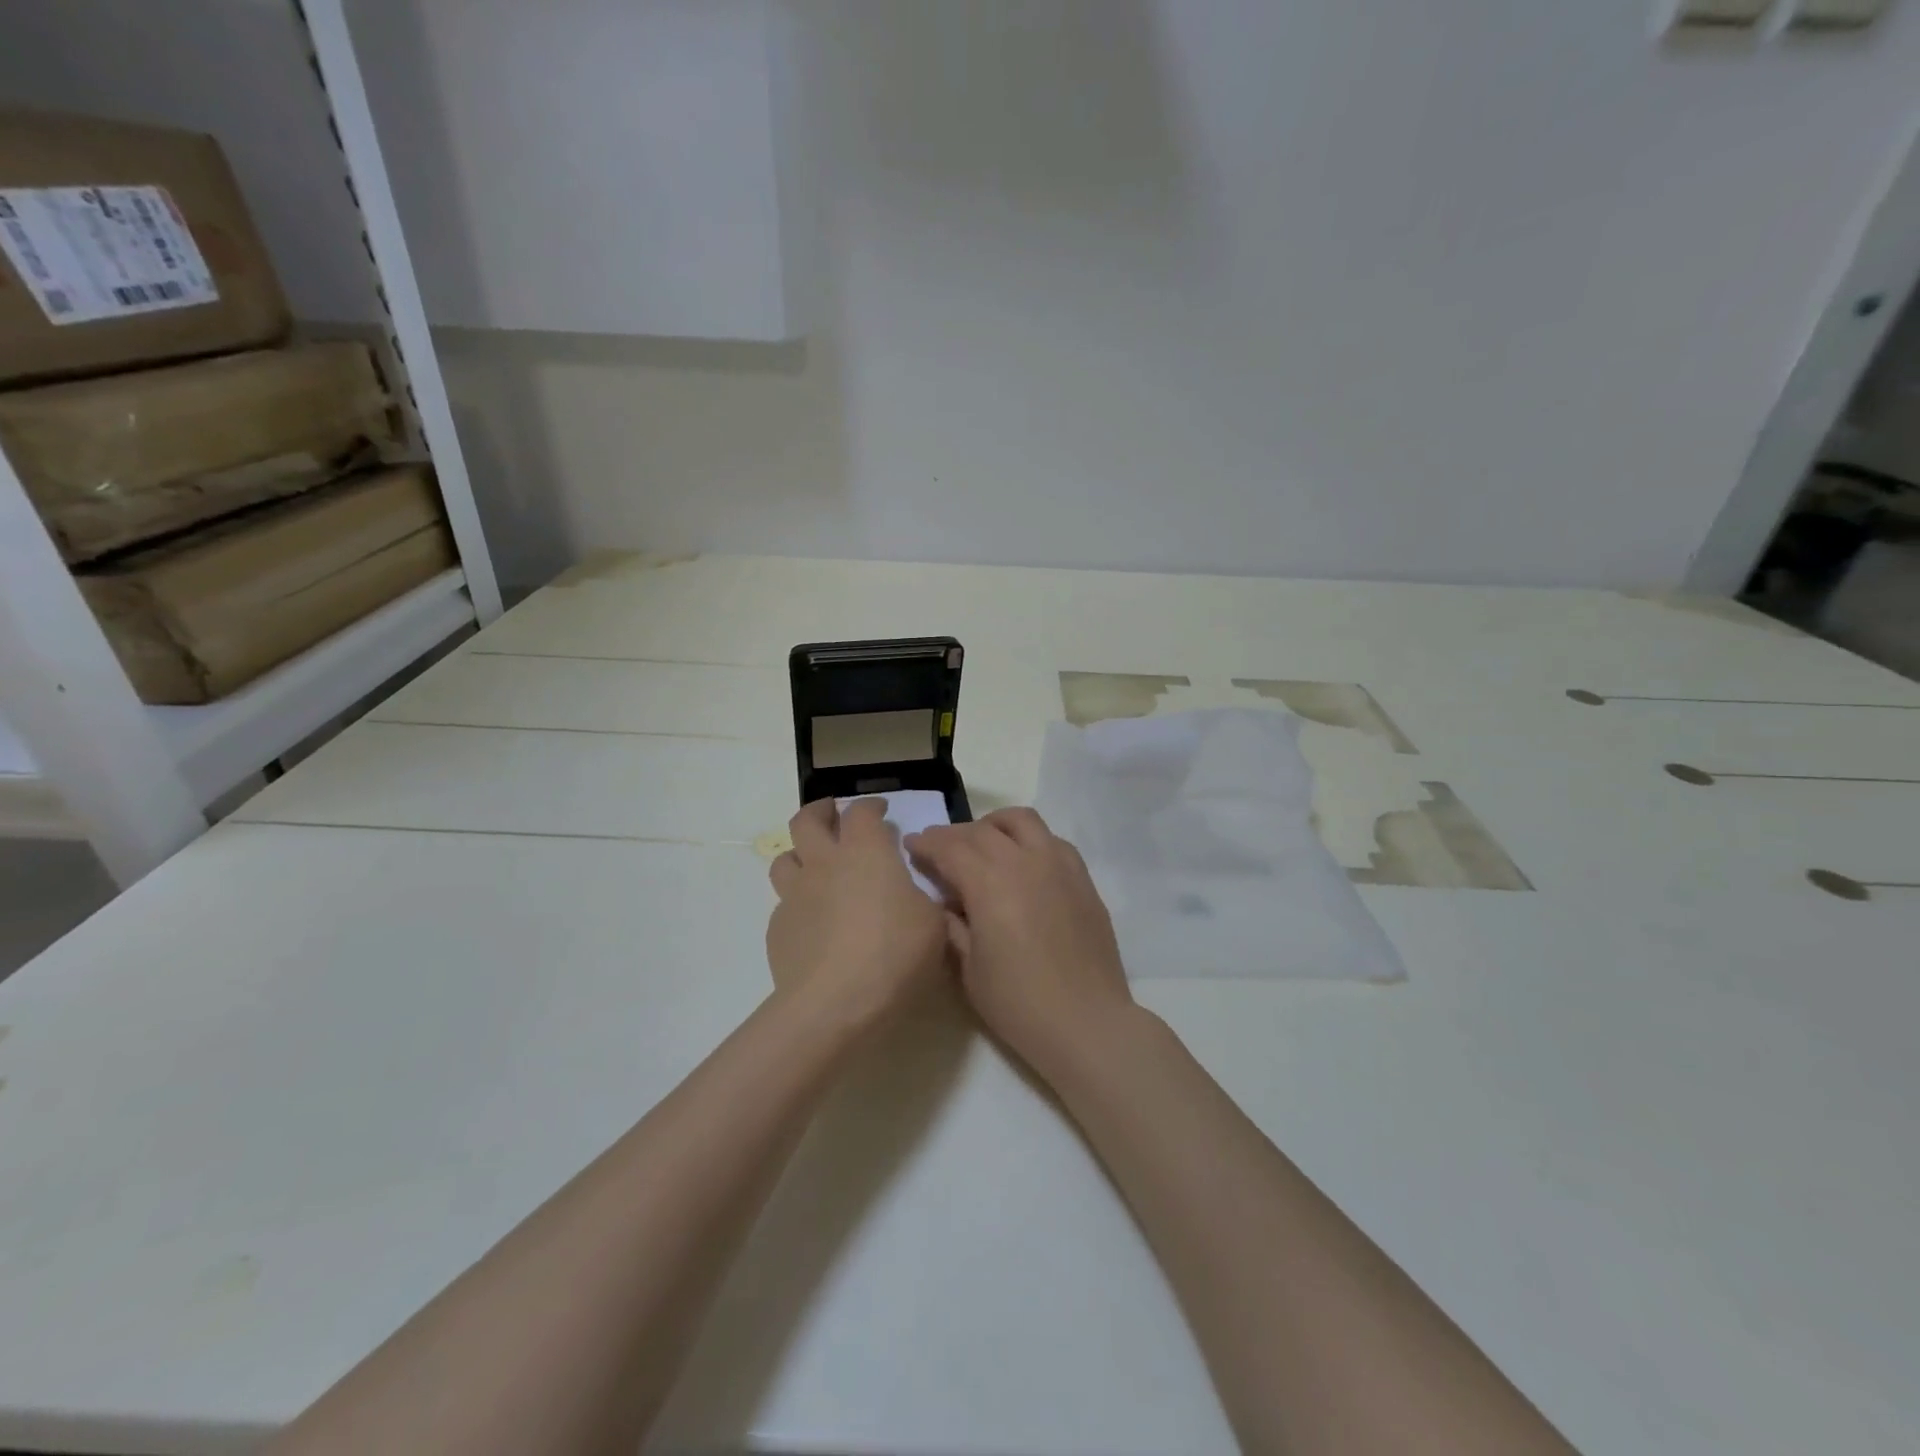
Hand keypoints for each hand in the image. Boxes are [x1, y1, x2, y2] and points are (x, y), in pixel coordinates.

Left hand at [767, 798, 951, 1029]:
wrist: (834, 1004)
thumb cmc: (894, 954)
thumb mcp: (933, 924)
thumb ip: (922, 899)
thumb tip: (912, 895)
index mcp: (866, 853)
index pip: (861, 812)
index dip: (871, 807)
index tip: (881, 812)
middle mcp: (824, 864)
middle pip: (806, 820)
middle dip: (820, 811)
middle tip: (833, 816)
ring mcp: (795, 895)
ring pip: (784, 858)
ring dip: (800, 855)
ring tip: (816, 867)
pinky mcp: (778, 928)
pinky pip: (785, 904)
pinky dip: (799, 903)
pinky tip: (815, 923)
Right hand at [907, 808, 1135, 1079]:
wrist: (1086, 1022)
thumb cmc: (1019, 1004)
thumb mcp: (969, 969)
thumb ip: (952, 925)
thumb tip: (944, 901)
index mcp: (991, 884)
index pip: (950, 847)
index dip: (926, 843)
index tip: (911, 844)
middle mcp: (1025, 861)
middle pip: (982, 830)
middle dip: (953, 834)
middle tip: (938, 848)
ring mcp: (1059, 864)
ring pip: (1021, 821)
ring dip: (994, 825)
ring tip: (981, 843)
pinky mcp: (1082, 877)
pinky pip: (1051, 839)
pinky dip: (1028, 840)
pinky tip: (1022, 862)